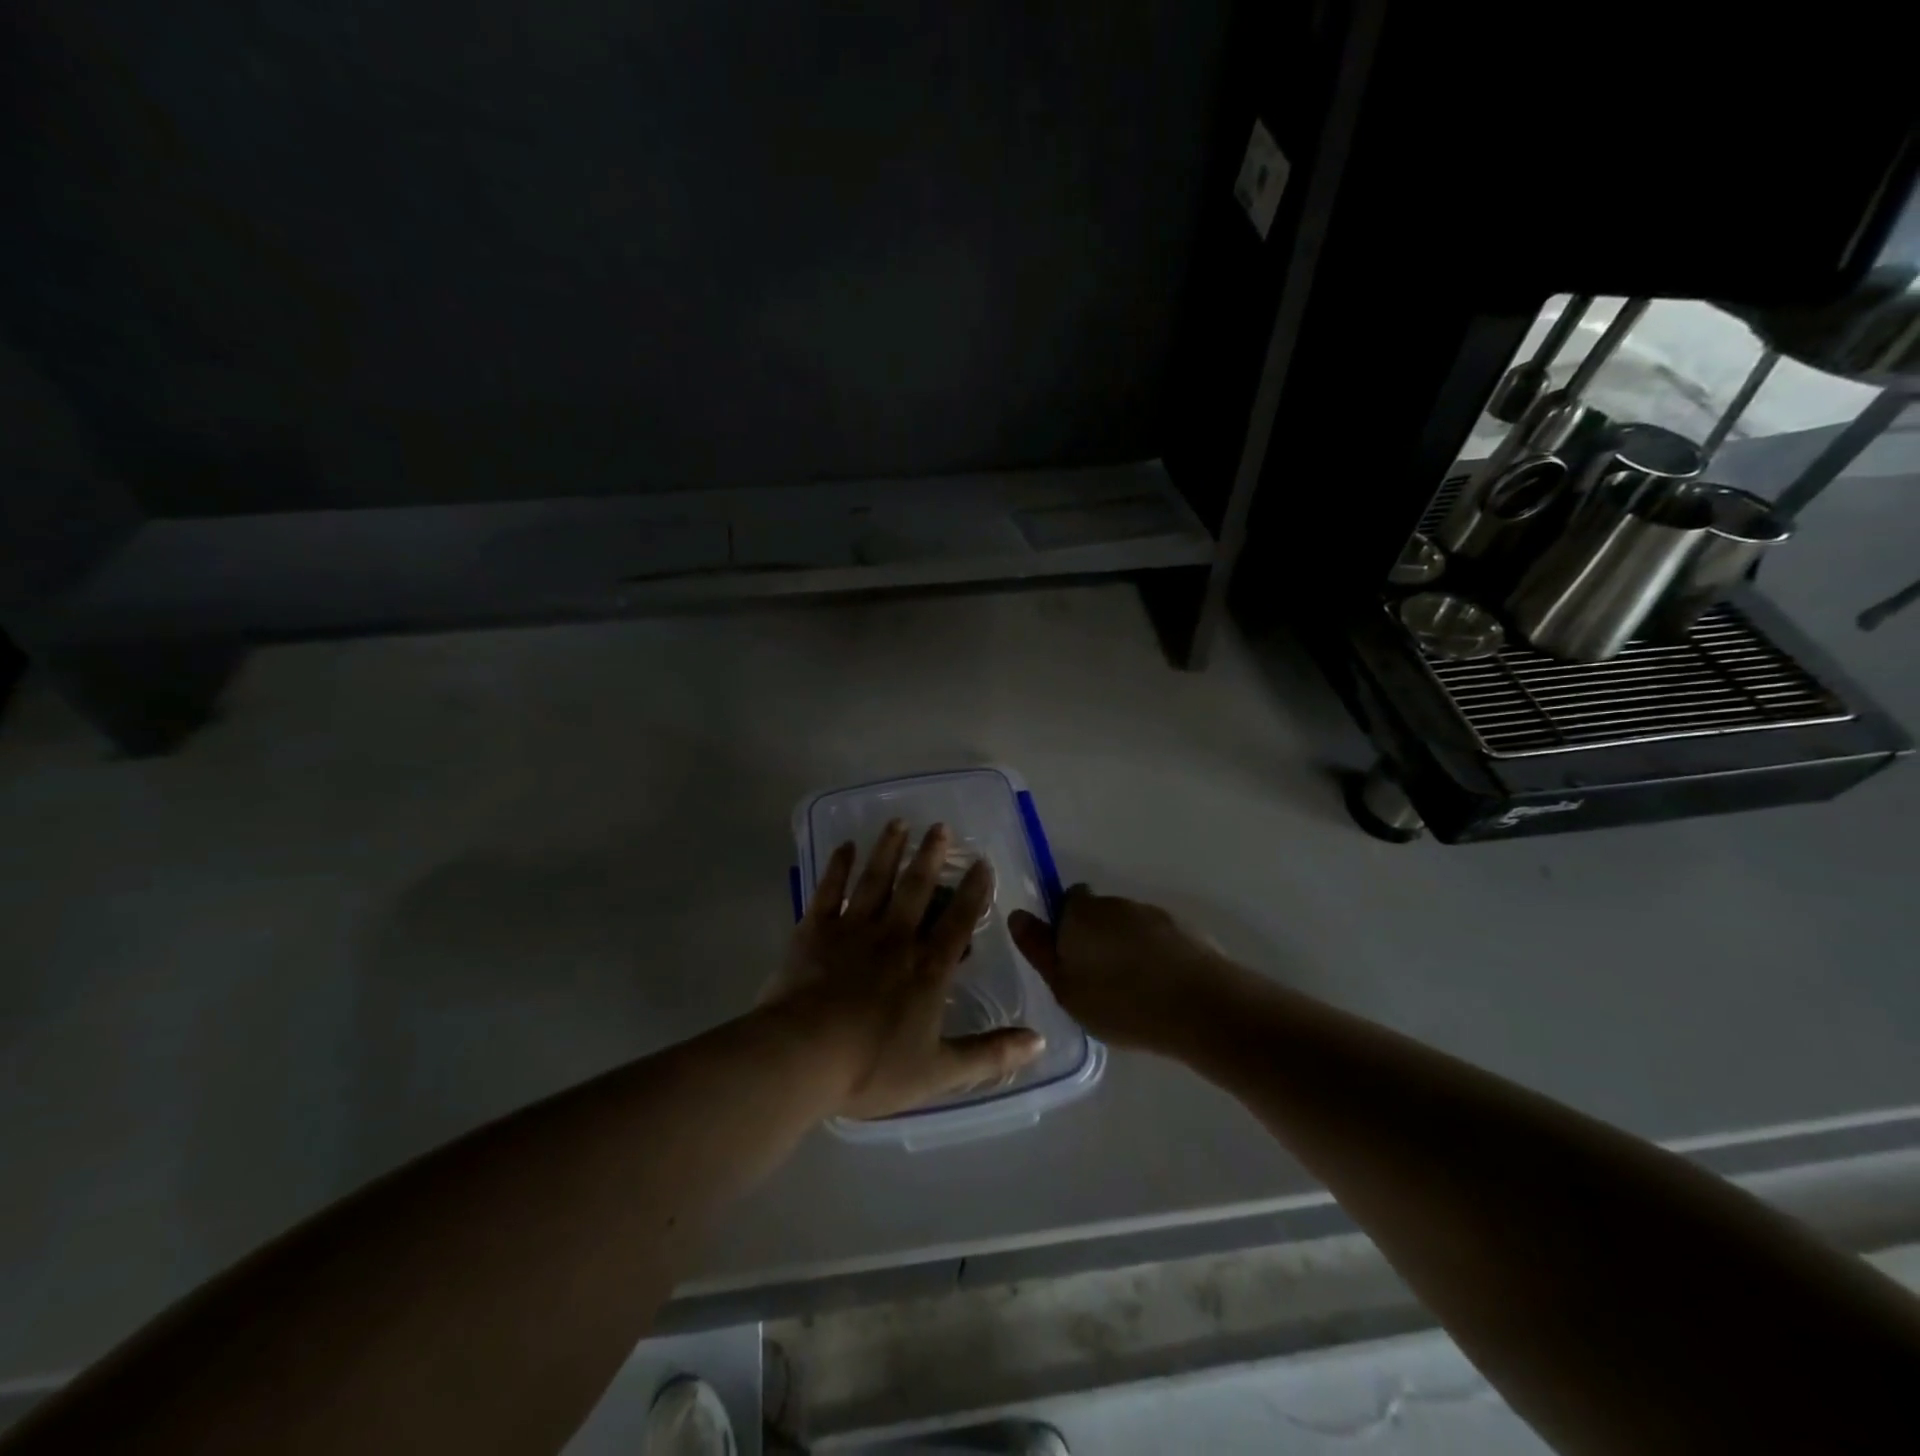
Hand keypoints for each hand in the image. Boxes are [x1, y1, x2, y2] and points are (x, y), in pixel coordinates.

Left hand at [765, 821, 1046, 1118]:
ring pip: (875, 880)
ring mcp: (853, 929)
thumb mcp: (939, 1072)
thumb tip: (1040, 1041)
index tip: (982, 862)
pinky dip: (837, 867)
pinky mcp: (815, 930)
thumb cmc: (871, 1066)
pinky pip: (829, 890)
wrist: (802, 1056)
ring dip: (889, 850)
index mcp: (927, 969)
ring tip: (899, 823)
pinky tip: (845, 846)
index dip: (974, 892)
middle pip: (917, 889)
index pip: (958, 923)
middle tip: (940, 827)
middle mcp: (894, 938)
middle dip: (931, 857)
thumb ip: (990, 1055)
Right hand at [1009, 887, 1247, 1052]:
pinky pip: (1159, 942)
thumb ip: (1039, 950)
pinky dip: (1155, 959)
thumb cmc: (1120, 1001)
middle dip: (1096, 939)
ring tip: (1132, 992)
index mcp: (1081, 912)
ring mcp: (1154, 914)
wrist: (1202, 1006)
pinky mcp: (1186, 931)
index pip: (1066, 901)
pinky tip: (1160, 992)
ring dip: (1127, 949)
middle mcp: (1116, 903)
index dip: (1064, 926)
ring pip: (1130, 928)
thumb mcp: (1065, 988)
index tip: (1069, 959)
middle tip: (1096, 982)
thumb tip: (1018, 915)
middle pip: (1098, 914)